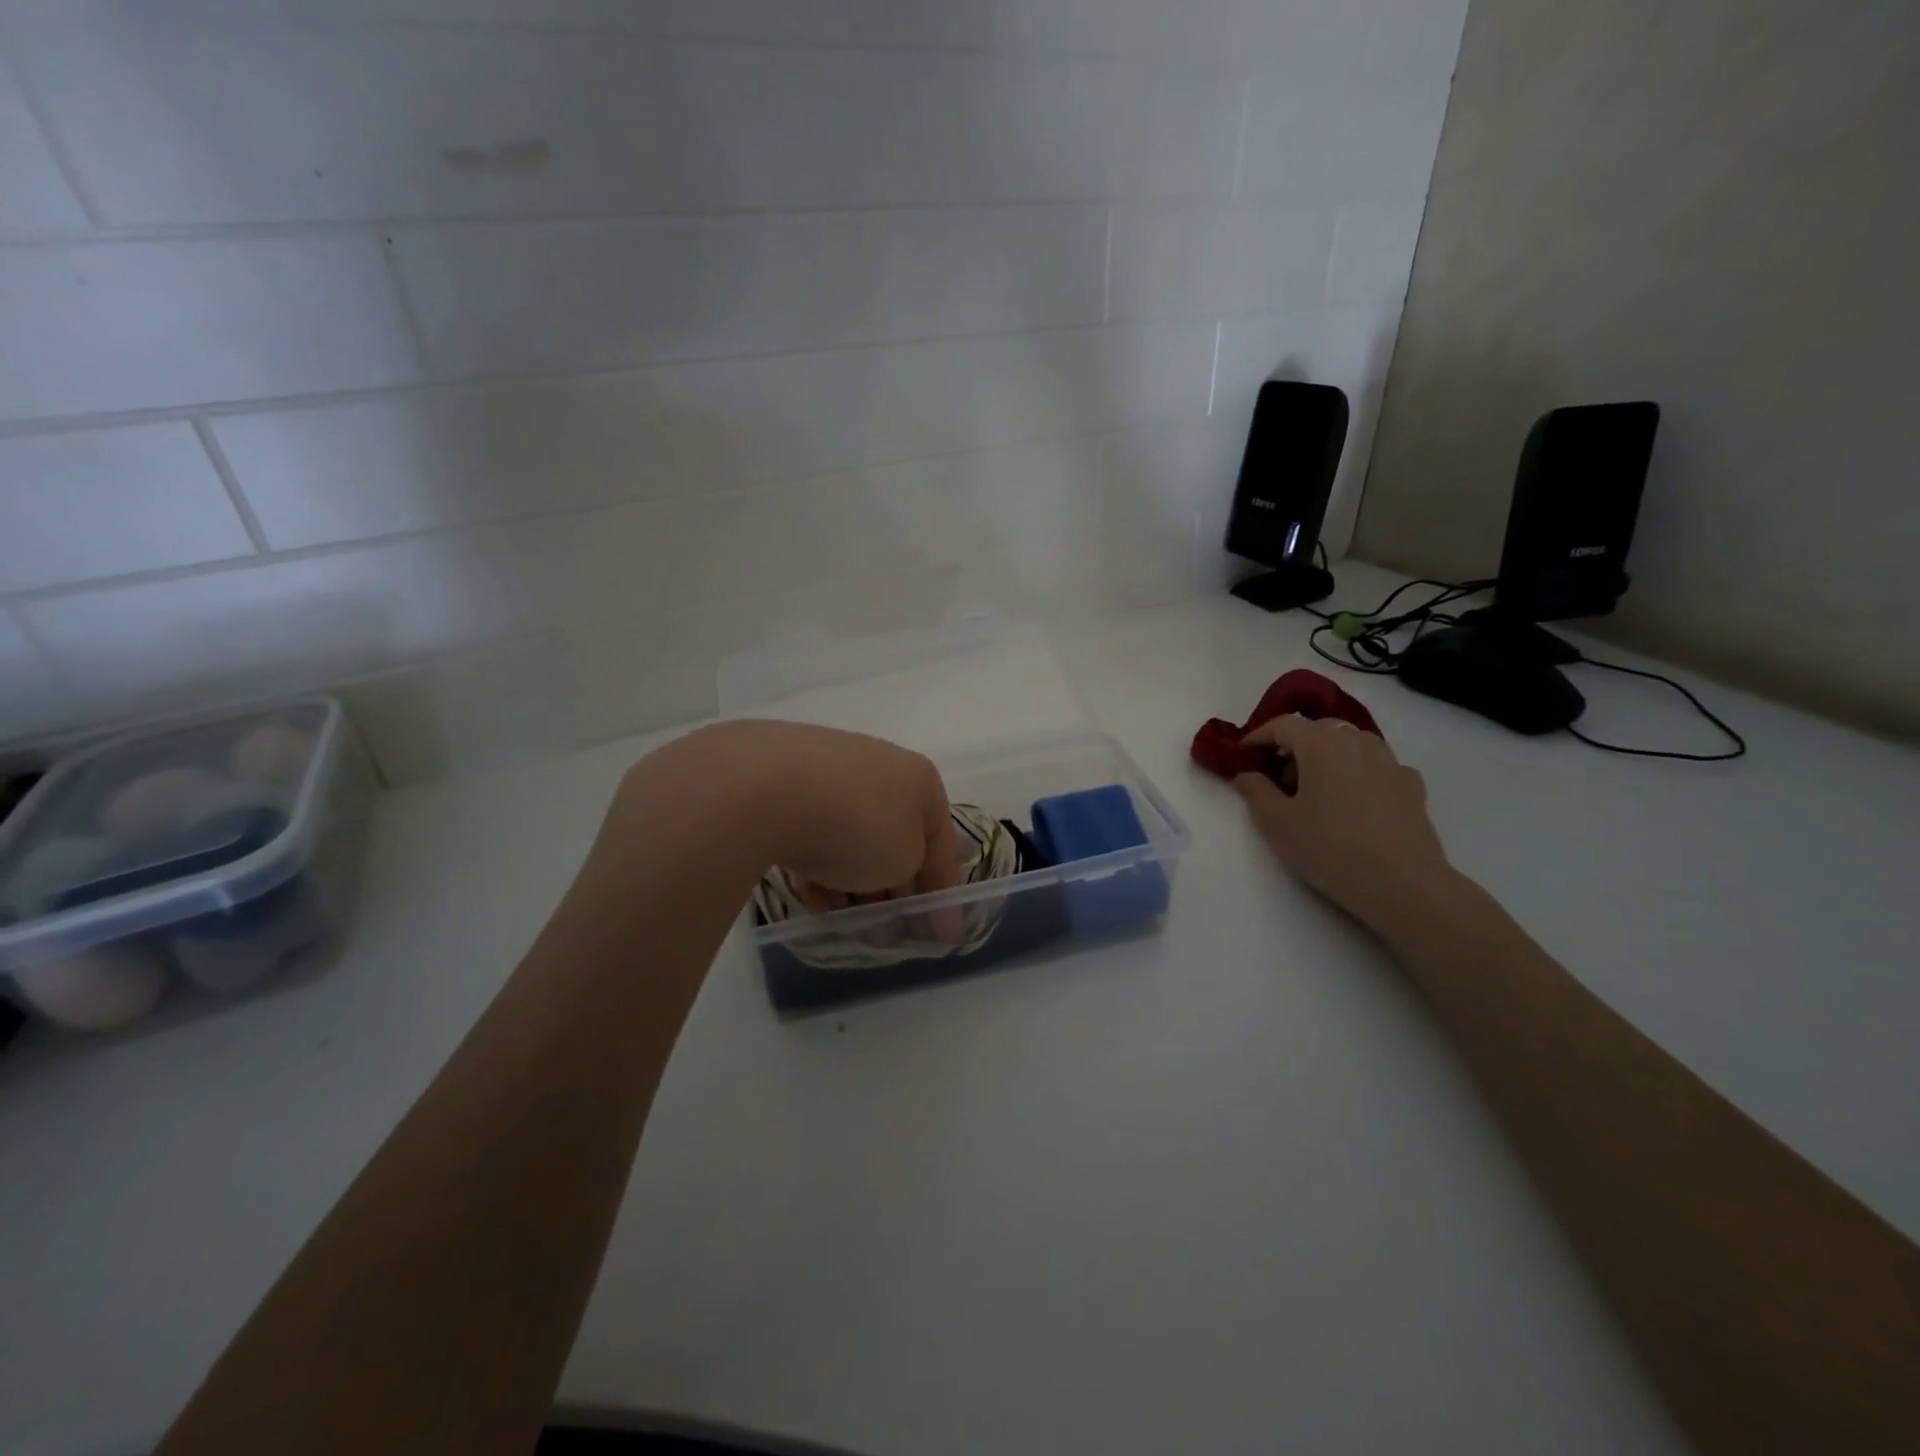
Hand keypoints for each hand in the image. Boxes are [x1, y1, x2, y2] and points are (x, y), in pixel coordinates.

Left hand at [622, 720, 963, 936]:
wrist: (763, 787)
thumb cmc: (856, 825)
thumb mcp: (905, 860)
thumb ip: (913, 874)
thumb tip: (897, 878)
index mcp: (918, 777)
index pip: (942, 843)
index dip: (945, 894)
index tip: (944, 937)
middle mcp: (878, 766)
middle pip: (894, 839)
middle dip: (894, 889)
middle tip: (887, 931)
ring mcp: (827, 768)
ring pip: (851, 836)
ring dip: (855, 882)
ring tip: (847, 922)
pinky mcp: (783, 780)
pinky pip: (813, 831)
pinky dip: (818, 864)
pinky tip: (811, 896)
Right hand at [1234, 715, 1452, 931]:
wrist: (1403, 883)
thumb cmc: (1329, 847)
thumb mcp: (1277, 823)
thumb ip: (1256, 792)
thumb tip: (1246, 775)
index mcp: (1321, 743)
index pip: (1284, 725)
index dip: (1259, 736)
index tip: (1243, 755)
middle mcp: (1357, 741)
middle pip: (1319, 730)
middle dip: (1294, 746)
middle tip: (1277, 777)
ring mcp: (1390, 761)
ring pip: (1350, 745)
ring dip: (1326, 758)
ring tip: (1315, 792)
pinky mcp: (1412, 786)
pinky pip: (1376, 767)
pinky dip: (1357, 774)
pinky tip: (1353, 803)